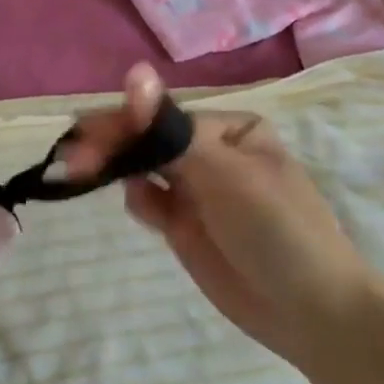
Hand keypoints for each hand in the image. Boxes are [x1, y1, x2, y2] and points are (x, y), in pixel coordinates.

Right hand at [57, 65, 378, 370]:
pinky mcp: (185, 226)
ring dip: (116, 169)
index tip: (83, 134)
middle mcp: (210, 153)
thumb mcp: (224, 172)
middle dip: (111, 146)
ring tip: (80, 173)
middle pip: (148, 141)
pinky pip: (150, 201)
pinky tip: (144, 210)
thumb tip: (135, 71)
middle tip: (70, 159)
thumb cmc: (276, 228)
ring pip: (144, 169)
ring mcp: (197, 191)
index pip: (163, 118)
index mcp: (229, 128)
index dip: (123, 124)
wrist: (313, 313)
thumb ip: (170, 130)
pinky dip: (139, 200)